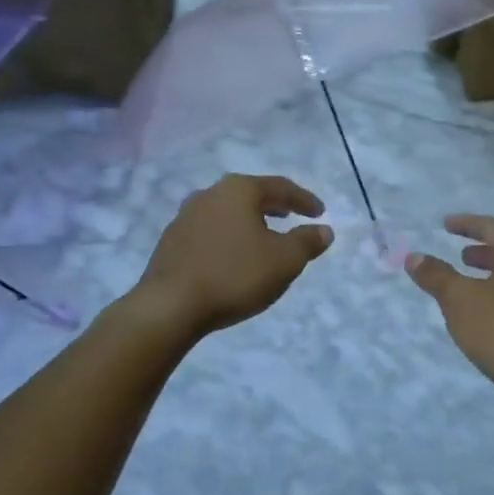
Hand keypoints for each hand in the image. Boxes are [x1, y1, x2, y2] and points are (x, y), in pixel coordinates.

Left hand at [138, 174, 333, 335]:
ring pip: (228, 213)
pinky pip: (210, 231)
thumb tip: (324, 230)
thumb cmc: (235, 275)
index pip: (280, 187)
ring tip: (265, 237)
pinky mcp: (171, 242)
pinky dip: (229, 237)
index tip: (320, 213)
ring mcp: (185, 217)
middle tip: (292, 217)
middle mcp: (209, 194)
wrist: (169, 307)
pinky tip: (234, 257)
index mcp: (238, 190)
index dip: (304, 200)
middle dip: (275, 206)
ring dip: (250, 222)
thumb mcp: (285, 260)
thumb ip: (307, 242)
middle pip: (250, 195)